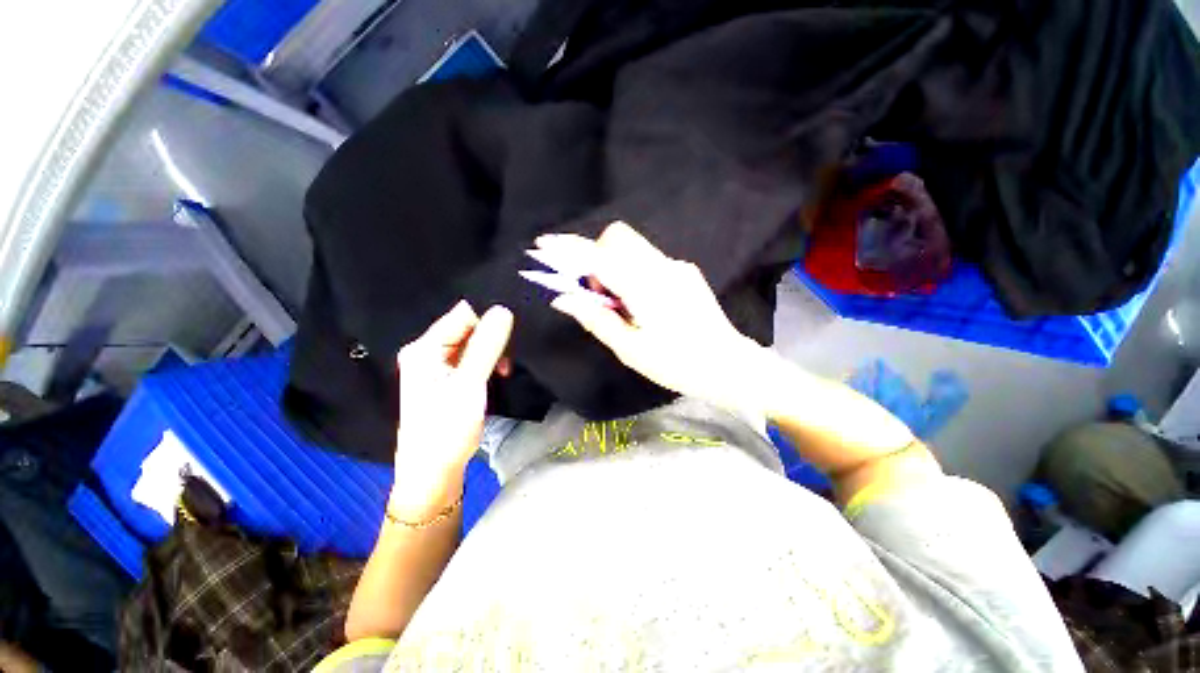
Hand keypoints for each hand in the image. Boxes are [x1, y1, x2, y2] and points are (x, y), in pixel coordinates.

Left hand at [391, 301, 512, 518]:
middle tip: (511, 352)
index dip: (488, 317)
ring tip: (505, 367)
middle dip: (492, 336)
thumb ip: (486, 346)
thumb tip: (503, 309)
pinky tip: (500, 372)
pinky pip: (473, 357)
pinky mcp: (450, 377)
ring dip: (493, 350)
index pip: (462, 315)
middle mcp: (428, 351)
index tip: (512, 329)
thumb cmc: (446, 428)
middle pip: (468, 327)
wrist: (434, 471)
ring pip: (474, 343)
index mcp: (425, 348)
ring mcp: (439, 365)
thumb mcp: (469, 384)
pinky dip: (489, 361)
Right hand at [544, 221, 772, 411]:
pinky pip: (648, 259)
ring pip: (633, 247)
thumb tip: (564, 298)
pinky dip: (633, 271)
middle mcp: (662, 266)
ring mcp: (677, 266)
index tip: (544, 246)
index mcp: (645, 287)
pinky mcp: (686, 272)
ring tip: (620, 301)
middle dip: (596, 255)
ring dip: (614, 264)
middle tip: (597, 291)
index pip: (599, 256)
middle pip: (618, 237)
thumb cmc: (676, 364)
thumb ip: (596, 319)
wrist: (728, 365)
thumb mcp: (630, 349)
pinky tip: (642, 301)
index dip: (568, 248)